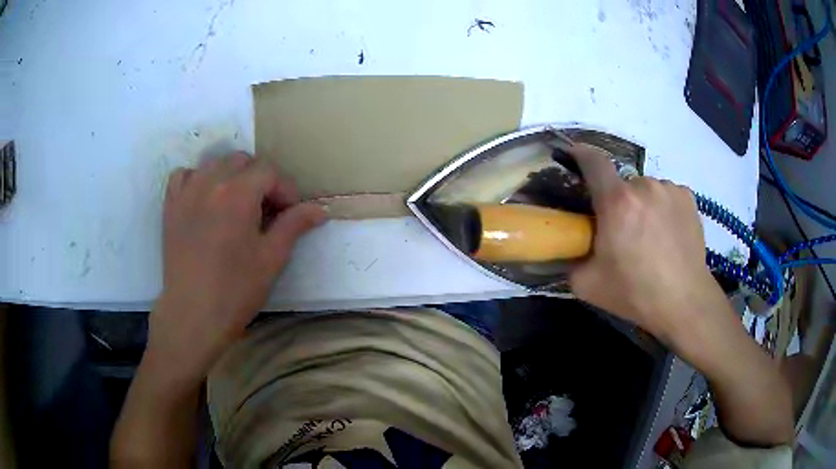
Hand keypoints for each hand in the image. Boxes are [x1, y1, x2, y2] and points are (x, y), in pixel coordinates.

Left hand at [150, 152, 325, 382]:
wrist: (193, 315)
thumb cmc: (236, 290)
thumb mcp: (272, 258)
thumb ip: (294, 225)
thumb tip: (321, 209)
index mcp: (238, 193)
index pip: (269, 171)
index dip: (285, 189)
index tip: (291, 212)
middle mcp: (210, 182)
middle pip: (242, 161)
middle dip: (259, 179)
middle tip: (265, 210)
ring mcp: (186, 192)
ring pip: (214, 163)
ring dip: (230, 176)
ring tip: (236, 204)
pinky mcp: (170, 207)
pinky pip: (183, 175)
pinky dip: (197, 179)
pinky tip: (204, 199)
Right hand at [565, 143, 719, 341]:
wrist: (684, 301)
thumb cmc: (635, 293)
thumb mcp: (588, 285)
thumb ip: (571, 259)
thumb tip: (569, 247)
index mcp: (617, 202)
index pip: (593, 162)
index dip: (580, 154)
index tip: (573, 155)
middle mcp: (644, 186)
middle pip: (621, 183)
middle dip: (617, 202)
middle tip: (622, 231)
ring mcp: (669, 189)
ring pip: (646, 189)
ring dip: (642, 205)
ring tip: (650, 236)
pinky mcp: (688, 198)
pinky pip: (666, 195)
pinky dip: (662, 208)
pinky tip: (668, 233)